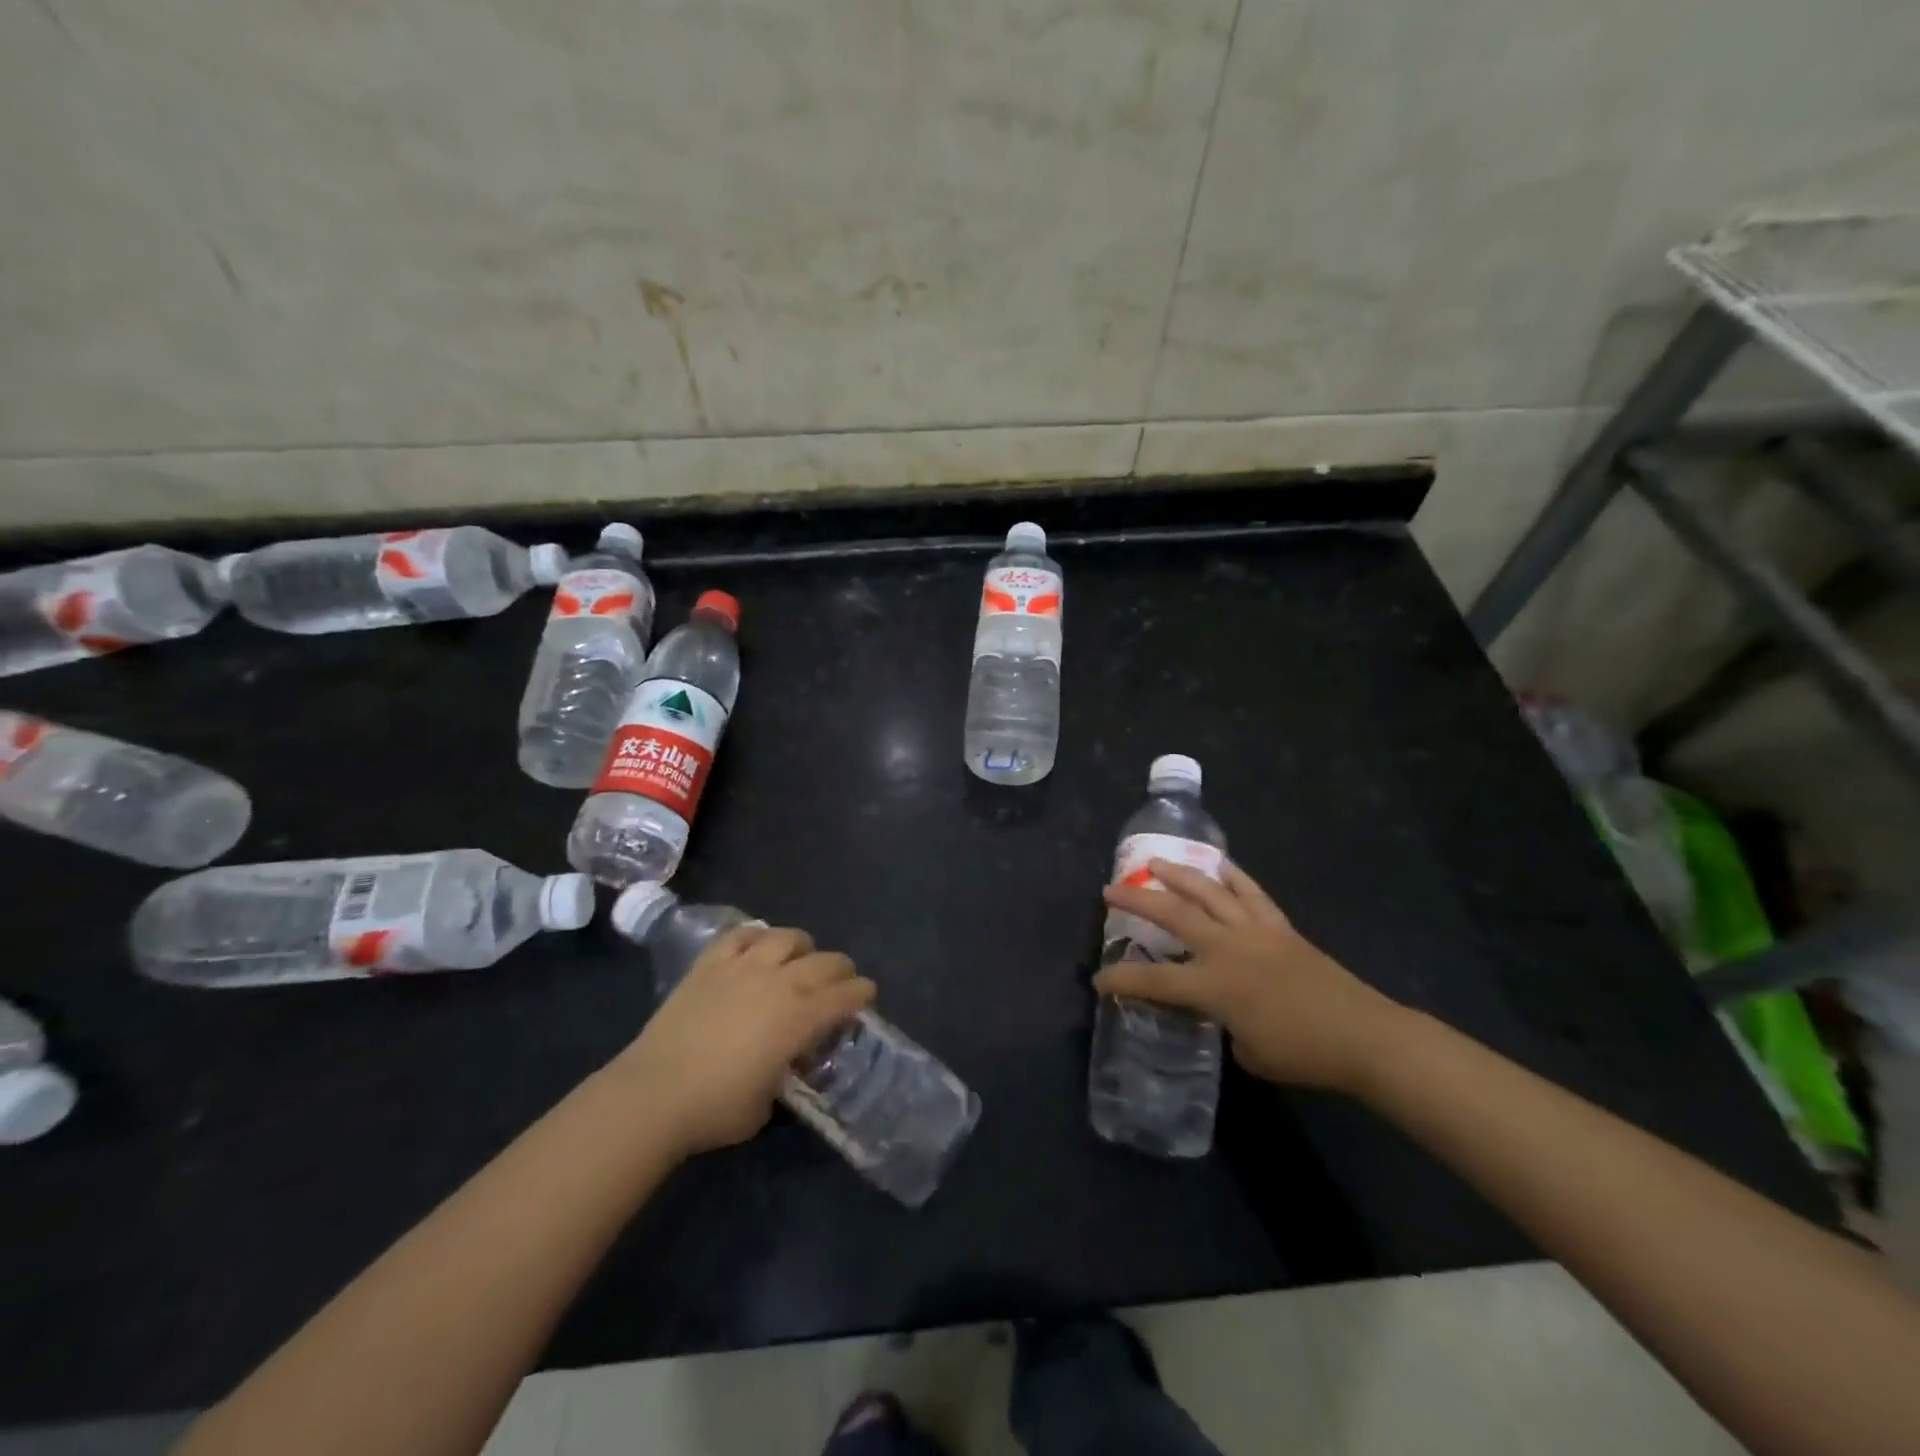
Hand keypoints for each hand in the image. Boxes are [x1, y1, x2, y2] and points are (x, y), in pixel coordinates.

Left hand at [612, 925, 875, 1156]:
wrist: (653, 1093)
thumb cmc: (715, 1108)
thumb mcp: (768, 1102)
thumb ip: (786, 1072)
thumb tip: (788, 1059)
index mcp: (799, 1019)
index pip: (845, 996)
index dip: (862, 993)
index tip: (868, 994)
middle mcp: (779, 984)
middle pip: (824, 962)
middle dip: (841, 970)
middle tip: (841, 981)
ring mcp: (743, 967)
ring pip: (786, 938)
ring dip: (803, 946)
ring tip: (800, 958)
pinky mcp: (710, 964)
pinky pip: (742, 935)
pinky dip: (757, 937)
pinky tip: (758, 946)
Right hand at [1098, 861, 1404, 1092]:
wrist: (1362, 1036)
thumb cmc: (1303, 1053)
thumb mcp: (1249, 1052)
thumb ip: (1225, 1026)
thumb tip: (1224, 1013)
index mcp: (1215, 987)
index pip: (1154, 982)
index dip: (1121, 980)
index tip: (1099, 979)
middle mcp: (1228, 949)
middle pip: (1173, 914)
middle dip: (1137, 900)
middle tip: (1110, 889)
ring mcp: (1255, 931)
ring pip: (1209, 892)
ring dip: (1178, 874)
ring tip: (1155, 862)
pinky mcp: (1280, 926)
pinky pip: (1252, 893)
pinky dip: (1234, 876)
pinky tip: (1220, 864)